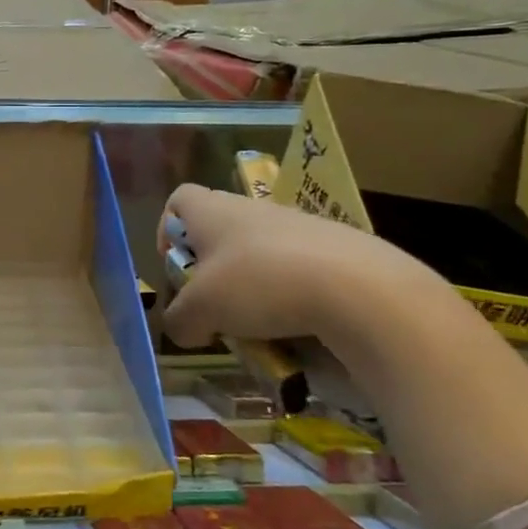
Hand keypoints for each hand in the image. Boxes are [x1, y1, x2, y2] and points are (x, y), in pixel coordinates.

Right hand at [158, 184, 434, 348]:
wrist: (359, 289)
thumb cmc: (259, 284)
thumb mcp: (201, 312)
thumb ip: (180, 320)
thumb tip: (183, 328)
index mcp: (213, 210)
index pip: (178, 199)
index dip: (168, 230)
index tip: (176, 266)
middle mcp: (253, 208)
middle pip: (219, 231)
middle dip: (212, 271)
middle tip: (214, 306)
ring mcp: (298, 226)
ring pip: (260, 254)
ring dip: (251, 288)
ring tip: (257, 326)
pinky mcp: (336, 250)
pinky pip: (298, 271)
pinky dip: (290, 298)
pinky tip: (297, 329)